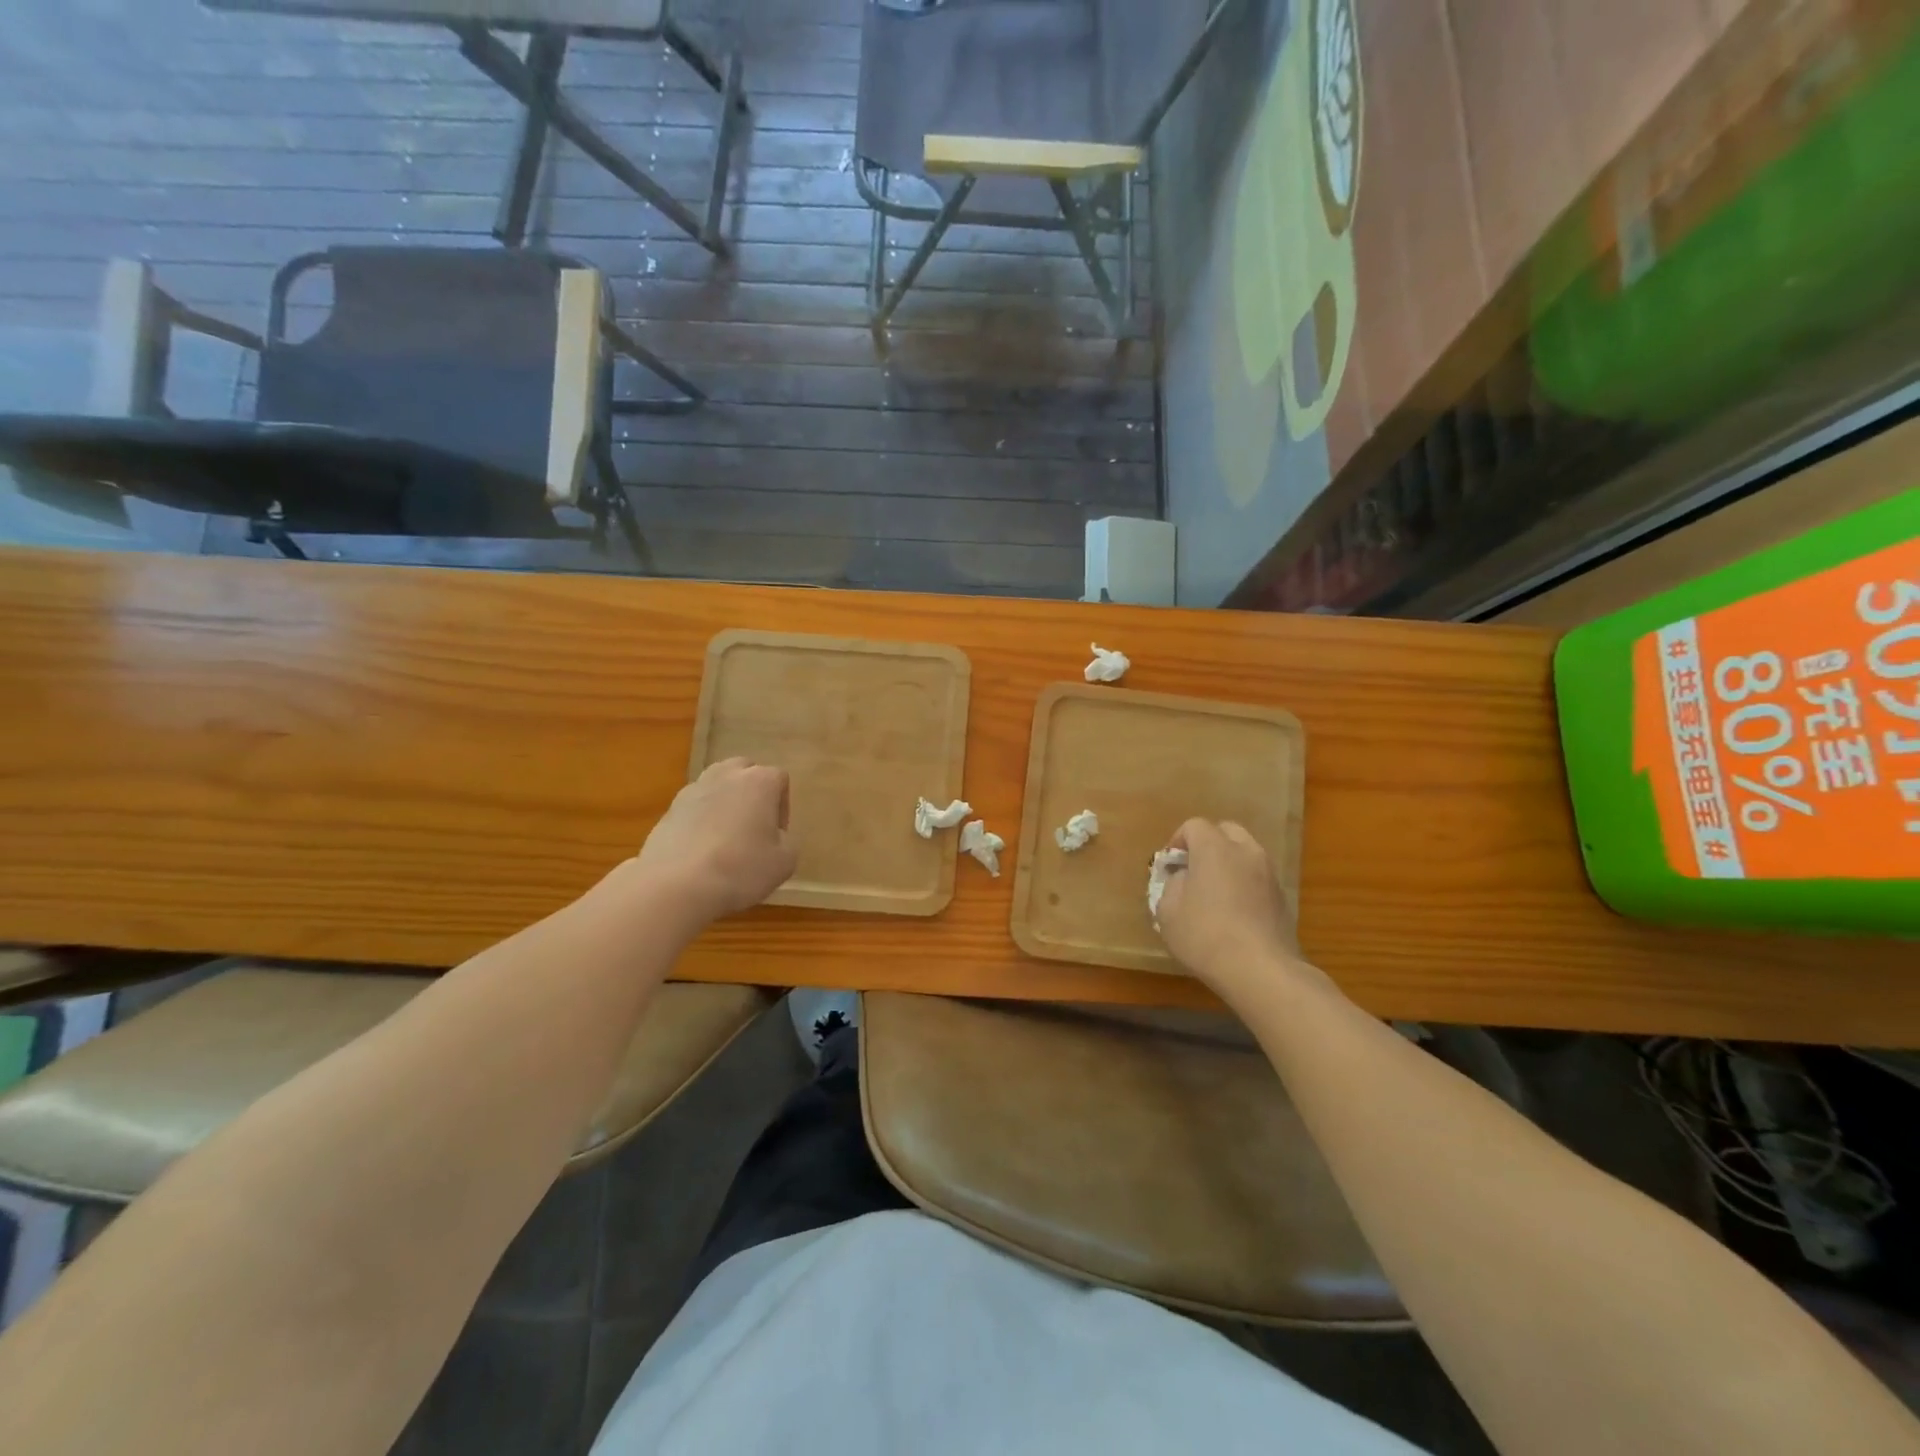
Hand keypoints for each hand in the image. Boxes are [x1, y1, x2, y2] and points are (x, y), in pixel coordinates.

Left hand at [634, 758, 796, 923]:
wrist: (676, 886)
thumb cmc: (741, 869)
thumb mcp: (785, 862)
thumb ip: (786, 841)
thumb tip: (774, 837)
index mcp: (759, 781)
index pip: (779, 778)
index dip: (782, 807)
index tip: (777, 834)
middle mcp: (725, 775)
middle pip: (745, 771)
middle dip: (752, 793)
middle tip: (753, 827)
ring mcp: (693, 790)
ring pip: (716, 786)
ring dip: (724, 803)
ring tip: (725, 837)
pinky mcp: (668, 810)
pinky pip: (694, 808)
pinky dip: (700, 821)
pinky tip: (701, 851)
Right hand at [1154, 818, 1312, 998]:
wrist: (1261, 971)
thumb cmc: (1205, 935)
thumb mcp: (1168, 911)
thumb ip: (1172, 885)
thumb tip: (1184, 878)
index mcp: (1214, 848)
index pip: (1193, 826)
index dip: (1177, 842)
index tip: (1169, 867)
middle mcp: (1245, 852)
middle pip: (1226, 832)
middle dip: (1207, 844)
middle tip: (1193, 871)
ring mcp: (1268, 874)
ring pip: (1245, 854)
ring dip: (1228, 864)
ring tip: (1214, 893)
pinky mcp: (1282, 897)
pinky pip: (1257, 877)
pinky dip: (1244, 884)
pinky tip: (1234, 913)